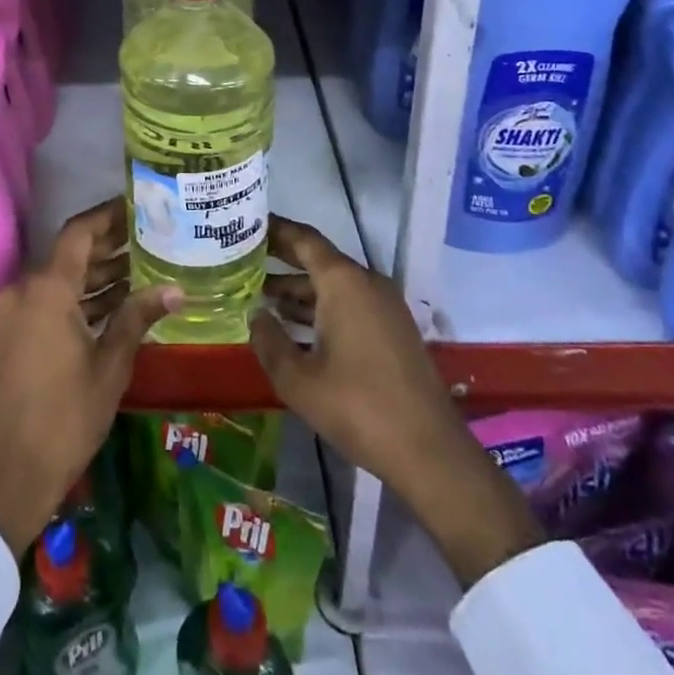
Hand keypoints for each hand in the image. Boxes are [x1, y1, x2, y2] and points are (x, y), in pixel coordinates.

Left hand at [0, 199, 179, 554]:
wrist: (15, 471)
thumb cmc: (68, 415)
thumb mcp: (111, 363)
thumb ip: (138, 316)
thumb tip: (177, 288)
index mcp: (47, 289)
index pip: (79, 232)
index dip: (108, 215)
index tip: (139, 204)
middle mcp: (25, 289)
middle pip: (70, 252)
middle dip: (109, 243)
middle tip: (151, 234)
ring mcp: (16, 311)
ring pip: (61, 276)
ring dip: (97, 272)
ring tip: (143, 264)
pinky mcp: (15, 331)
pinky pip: (51, 298)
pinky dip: (80, 296)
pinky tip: (117, 300)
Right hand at [249, 216, 543, 585]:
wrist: (429, 451)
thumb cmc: (357, 407)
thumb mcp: (297, 379)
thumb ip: (269, 340)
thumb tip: (255, 315)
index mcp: (343, 282)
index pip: (303, 239)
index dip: (274, 229)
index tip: (246, 224)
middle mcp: (366, 283)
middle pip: (318, 259)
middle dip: (281, 259)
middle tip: (244, 257)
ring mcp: (384, 307)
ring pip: (333, 285)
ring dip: (299, 289)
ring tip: (260, 295)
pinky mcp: (393, 330)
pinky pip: (349, 304)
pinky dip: (320, 308)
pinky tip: (294, 327)